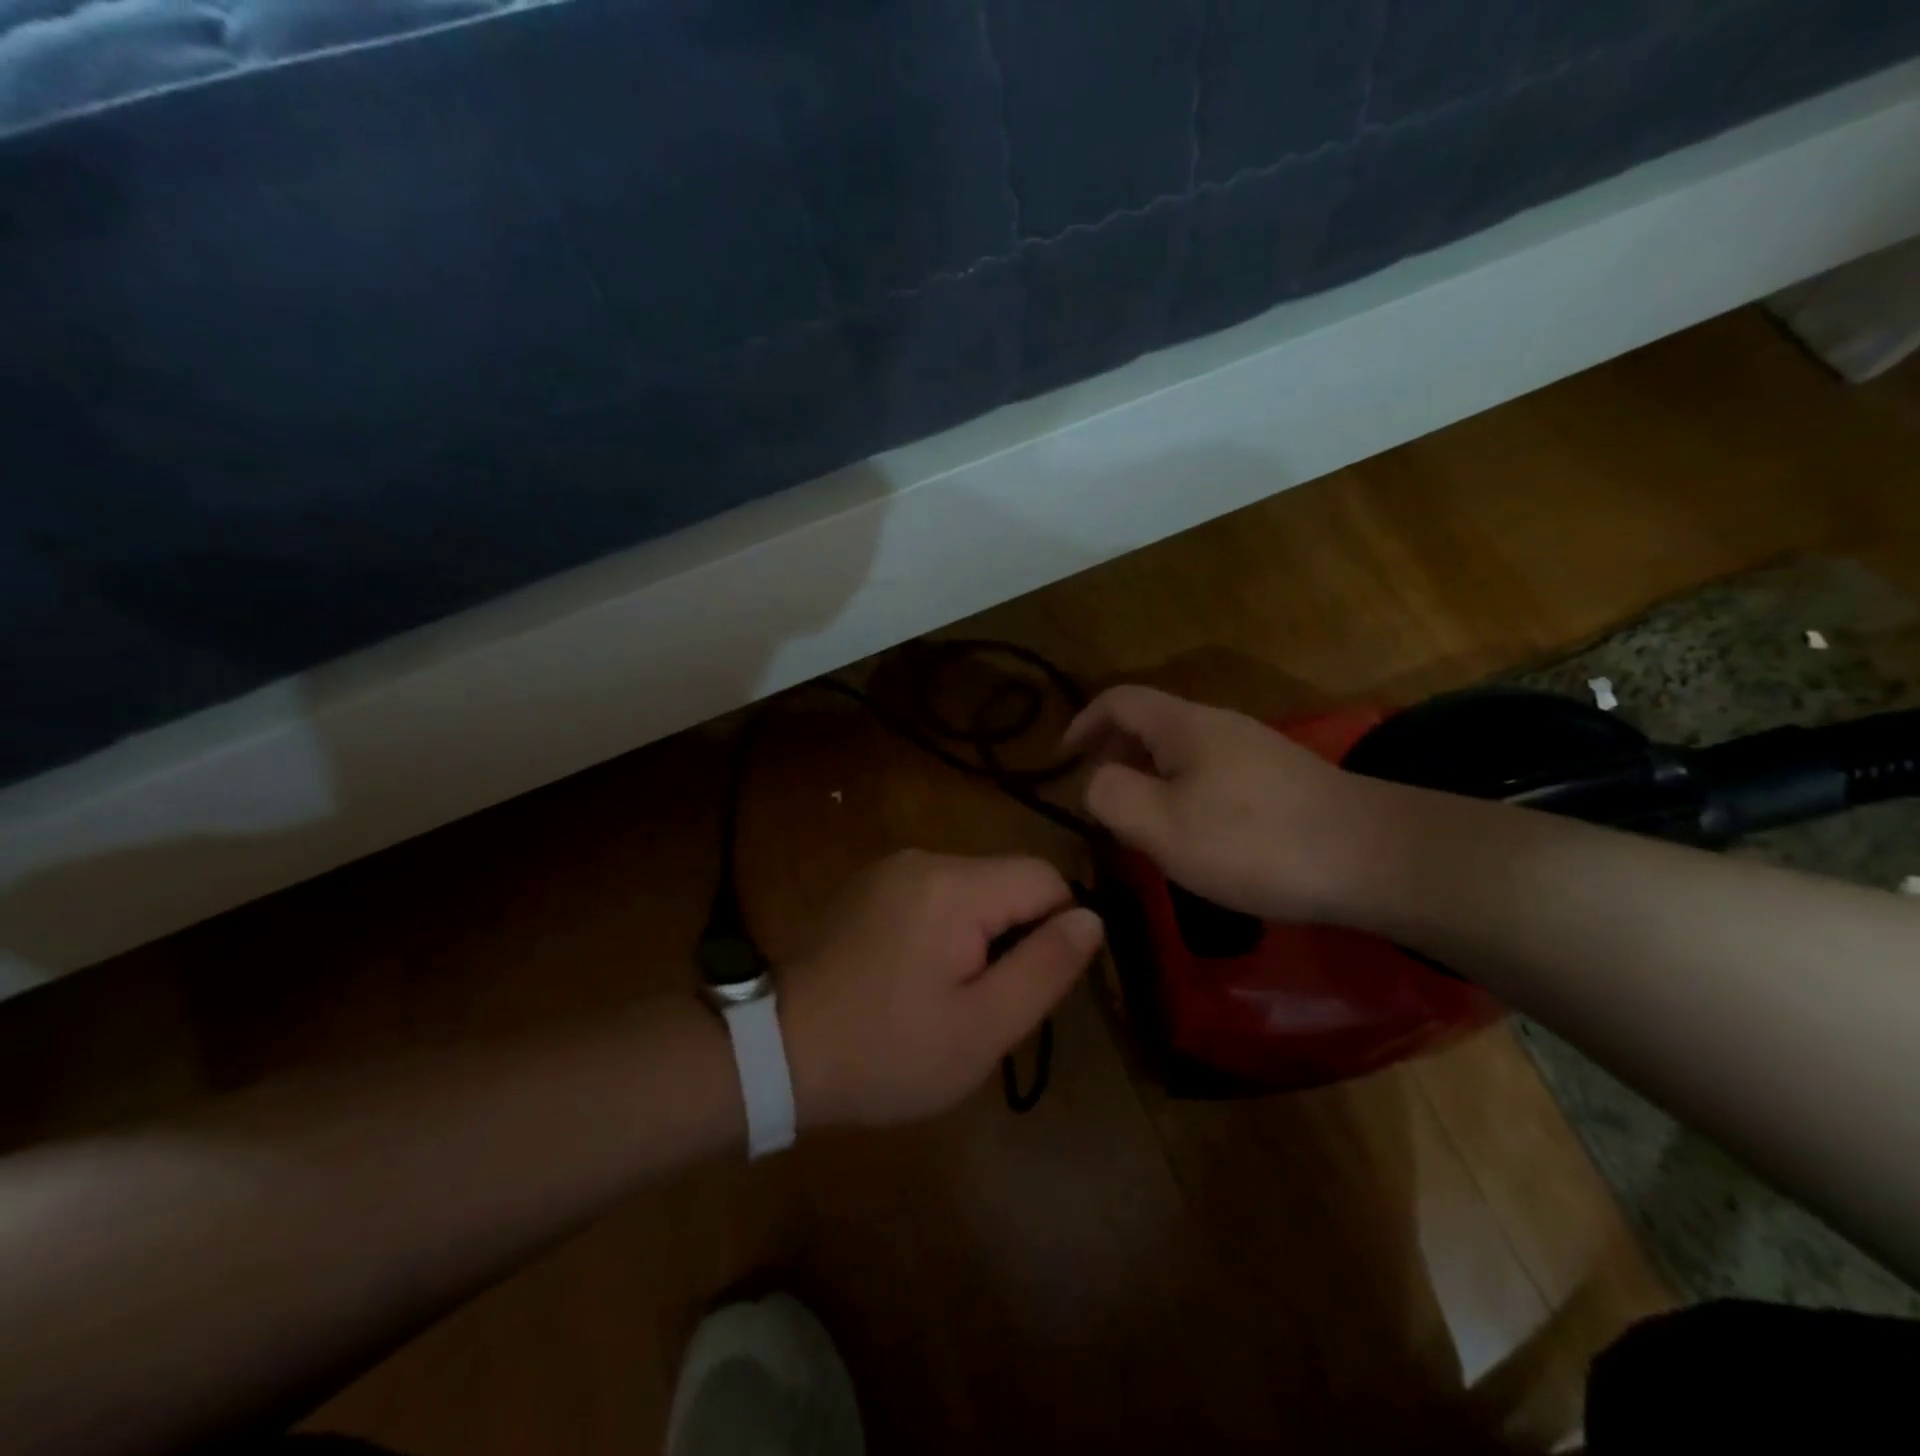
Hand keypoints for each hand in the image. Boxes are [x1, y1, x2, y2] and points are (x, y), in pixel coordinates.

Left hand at [780, 850, 1103, 1127]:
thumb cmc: (888, 1052)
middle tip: (989, 1000)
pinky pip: (936, 893)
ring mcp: (891, 868)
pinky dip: (947, 927)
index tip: (1032, 984)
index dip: (1057, 929)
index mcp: (954, 885)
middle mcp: (924, 858)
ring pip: (974, 887)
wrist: (777, 1052)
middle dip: (1017, 934)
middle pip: (1008, 880)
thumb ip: (1045, 967)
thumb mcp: (982, 1027)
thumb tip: (1092, 917)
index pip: (1045, 878)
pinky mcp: (870, 884)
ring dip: (982, 933)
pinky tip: (917, 975)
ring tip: (951, 994)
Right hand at [1064, 685, 1388, 923]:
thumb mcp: (1161, 825)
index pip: (1118, 700)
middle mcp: (1219, 725)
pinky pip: (1212, 774)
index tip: (1061, 758)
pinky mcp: (1281, 780)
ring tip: (1142, 824)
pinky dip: (1184, 793)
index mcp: (1183, 725)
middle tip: (1100, 801)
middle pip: (1151, 724)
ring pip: (1182, 752)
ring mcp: (1255, 750)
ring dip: (1150, 778)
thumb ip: (1111, 796)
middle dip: (1115, 754)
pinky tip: (1197, 836)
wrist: (1375, 858)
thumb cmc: (1254, 841)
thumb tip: (1095, 780)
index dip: (1082, 722)